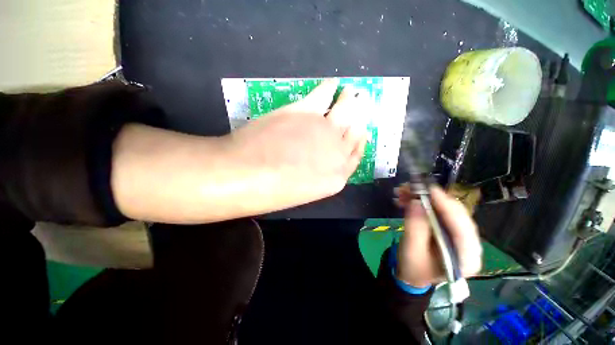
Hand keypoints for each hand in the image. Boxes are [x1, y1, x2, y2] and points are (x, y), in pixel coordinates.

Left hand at [224, 79, 370, 210]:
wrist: (246, 175)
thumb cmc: (270, 193)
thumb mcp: (301, 192)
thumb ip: (315, 175)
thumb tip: (315, 161)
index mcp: (336, 178)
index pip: (355, 156)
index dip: (359, 142)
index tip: (362, 131)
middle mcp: (337, 152)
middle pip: (355, 131)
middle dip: (359, 118)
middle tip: (362, 105)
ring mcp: (324, 129)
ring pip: (345, 110)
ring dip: (349, 100)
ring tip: (350, 93)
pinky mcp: (305, 110)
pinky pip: (323, 94)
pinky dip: (329, 87)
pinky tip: (332, 83)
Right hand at [394, 186, 481, 287]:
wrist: (412, 274)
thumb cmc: (413, 268)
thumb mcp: (412, 250)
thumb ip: (415, 228)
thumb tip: (416, 202)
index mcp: (466, 258)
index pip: (462, 227)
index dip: (447, 206)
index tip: (429, 190)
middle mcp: (469, 244)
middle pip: (456, 214)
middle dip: (432, 198)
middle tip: (409, 188)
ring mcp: (460, 235)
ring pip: (445, 209)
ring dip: (423, 198)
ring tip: (402, 192)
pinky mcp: (449, 228)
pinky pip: (437, 210)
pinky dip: (421, 202)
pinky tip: (406, 199)